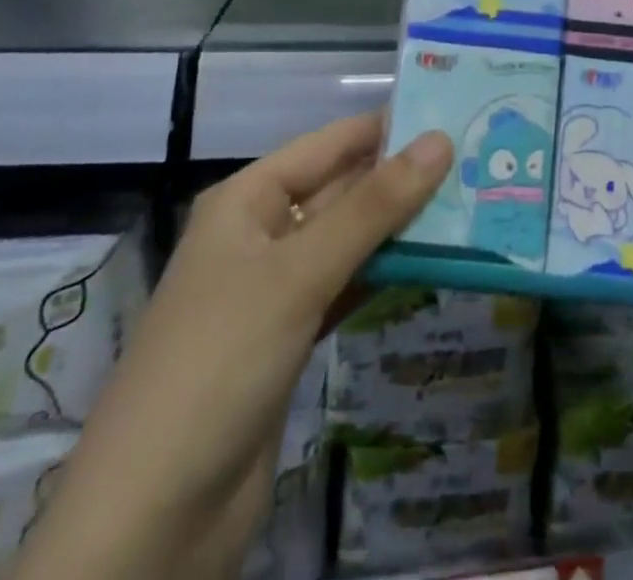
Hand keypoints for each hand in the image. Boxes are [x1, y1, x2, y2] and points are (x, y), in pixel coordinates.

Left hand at [14, 114, 453, 579]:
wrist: (152, 520)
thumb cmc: (221, 362)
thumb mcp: (300, 273)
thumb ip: (373, 207)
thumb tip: (440, 142)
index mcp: (248, 199)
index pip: (330, 143)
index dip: (388, 127)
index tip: (455, 113)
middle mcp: (261, 234)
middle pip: (342, 190)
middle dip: (403, 177)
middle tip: (479, 160)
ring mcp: (275, 290)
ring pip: (348, 240)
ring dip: (401, 227)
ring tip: (471, 202)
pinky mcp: (290, 339)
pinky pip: (346, 286)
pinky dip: (384, 274)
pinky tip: (434, 262)